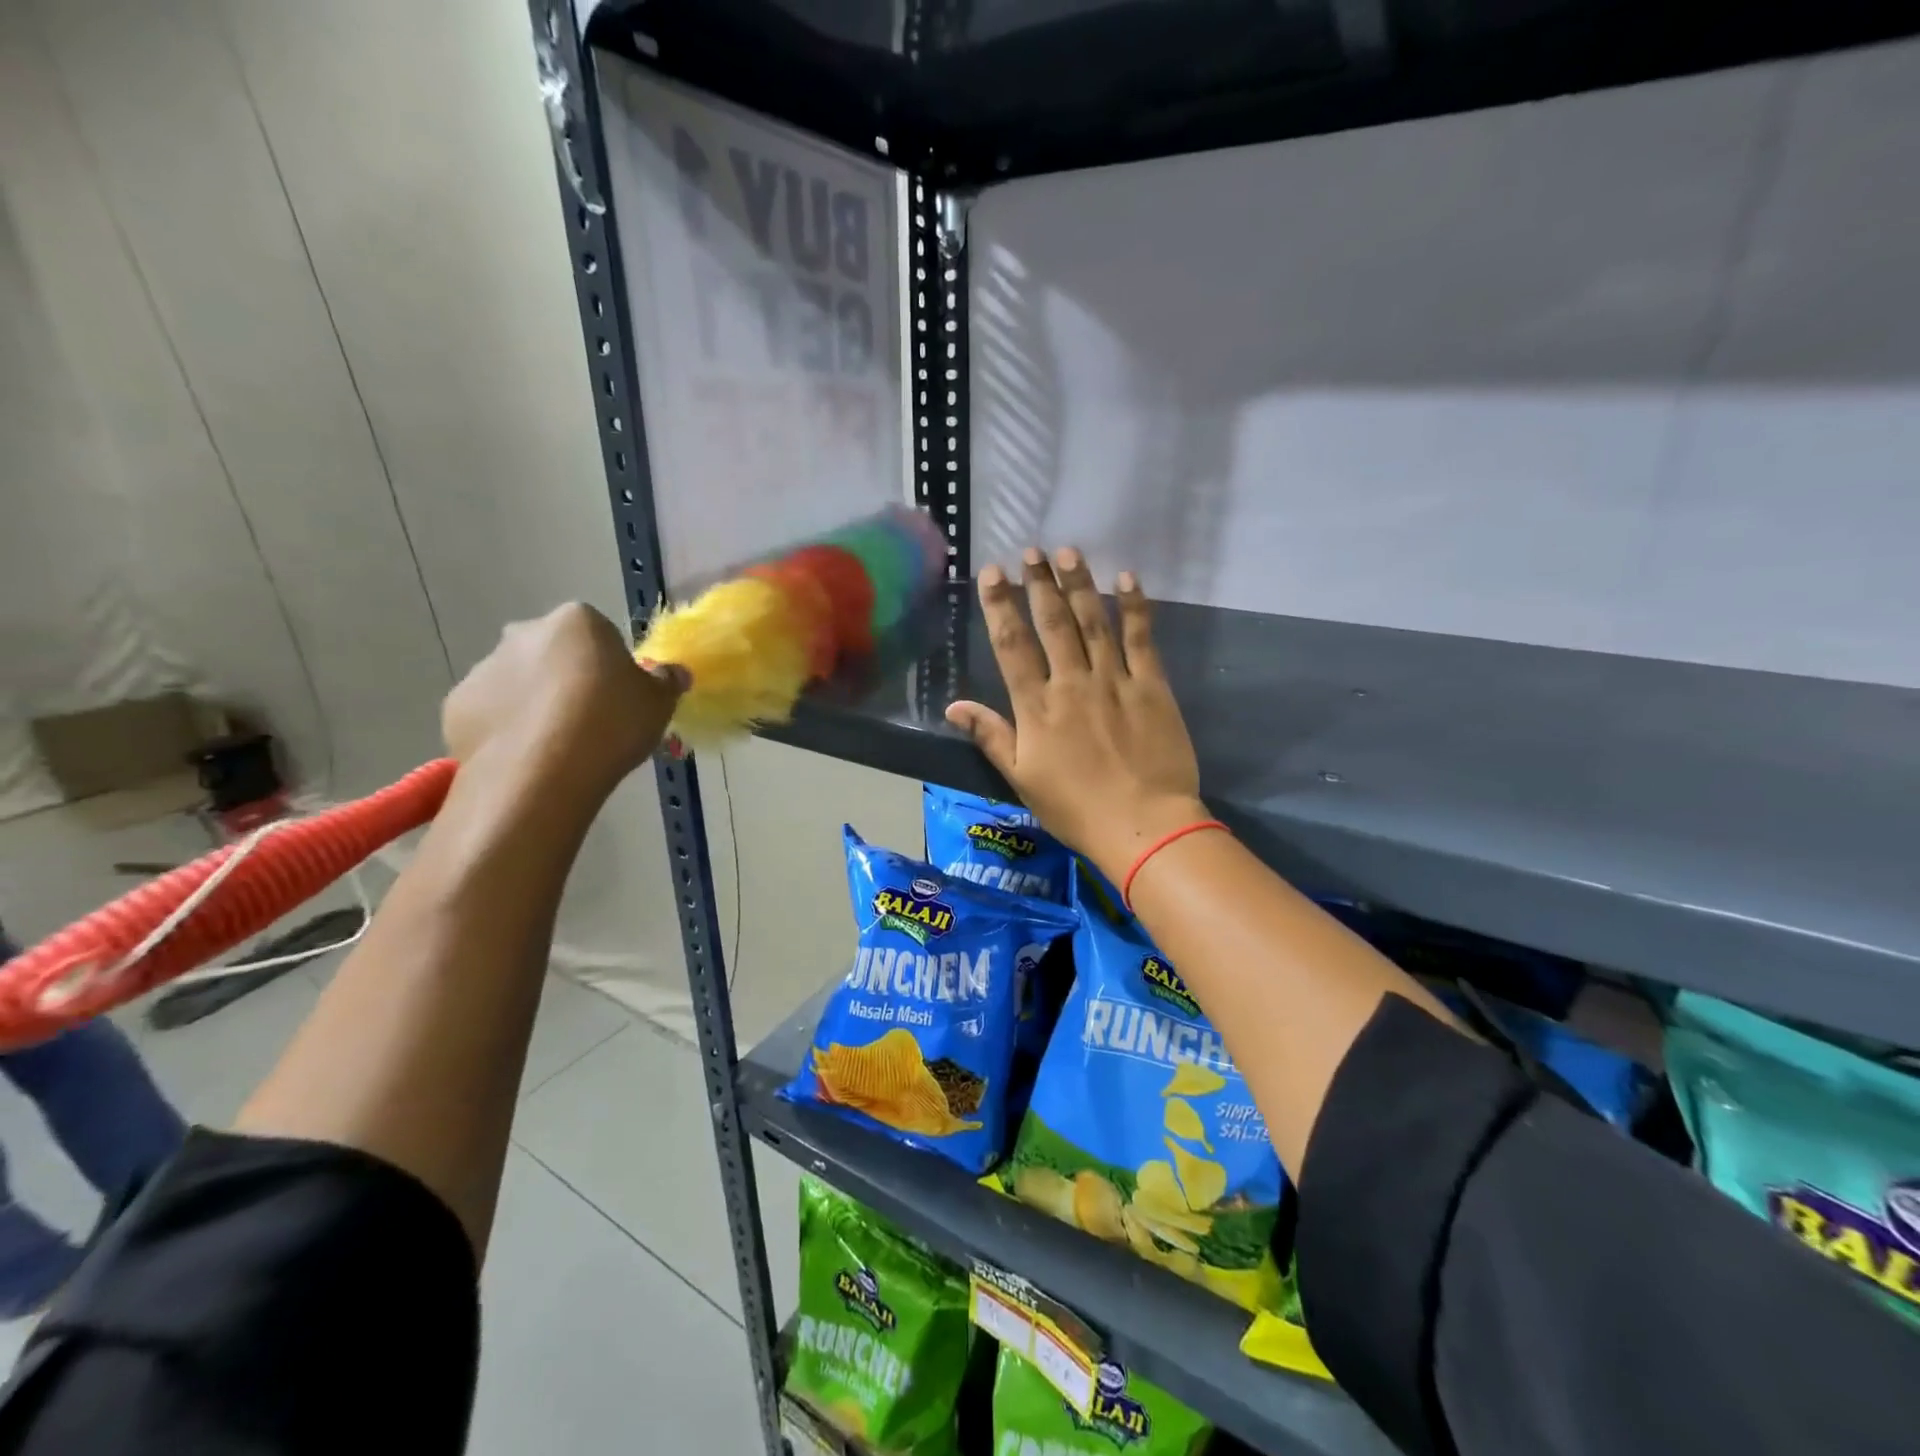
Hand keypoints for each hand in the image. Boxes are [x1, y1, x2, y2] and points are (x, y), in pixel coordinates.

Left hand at [443, 603, 685, 795]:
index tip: (620, 696)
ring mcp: (484, 668)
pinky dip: (507, 728)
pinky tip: (528, 756)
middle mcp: (524, 633)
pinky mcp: (456, 706)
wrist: (541, 774)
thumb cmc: (611, 724)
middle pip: (553, 651)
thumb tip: (673, 672)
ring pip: (519, 681)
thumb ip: (665, 681)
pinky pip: (492, 712)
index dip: (611, 665)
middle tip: (591, 718)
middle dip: (567, 676)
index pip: (599, 633)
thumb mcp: (659, 703)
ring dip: (536, 702)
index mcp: (577, 621)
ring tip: (559, 746)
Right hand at [945, 549, 1204, 880]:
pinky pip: (1141, 639)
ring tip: (1068, 551)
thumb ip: (991, 736)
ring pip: (1094, 622)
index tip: (993, 573)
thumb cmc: (1075, 808)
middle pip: (1053, 623)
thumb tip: (953, 706)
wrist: (1143, 826)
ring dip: (1079, 584)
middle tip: (1031, 551)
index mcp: (1037, 707)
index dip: (1000, 606)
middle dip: (1039, 583)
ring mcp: (1114, 681)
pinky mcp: (1152, 686)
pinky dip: (1134, 608)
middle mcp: (1072, 683)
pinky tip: (1127, 579)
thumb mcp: (1022, 778)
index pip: (1012, 645)